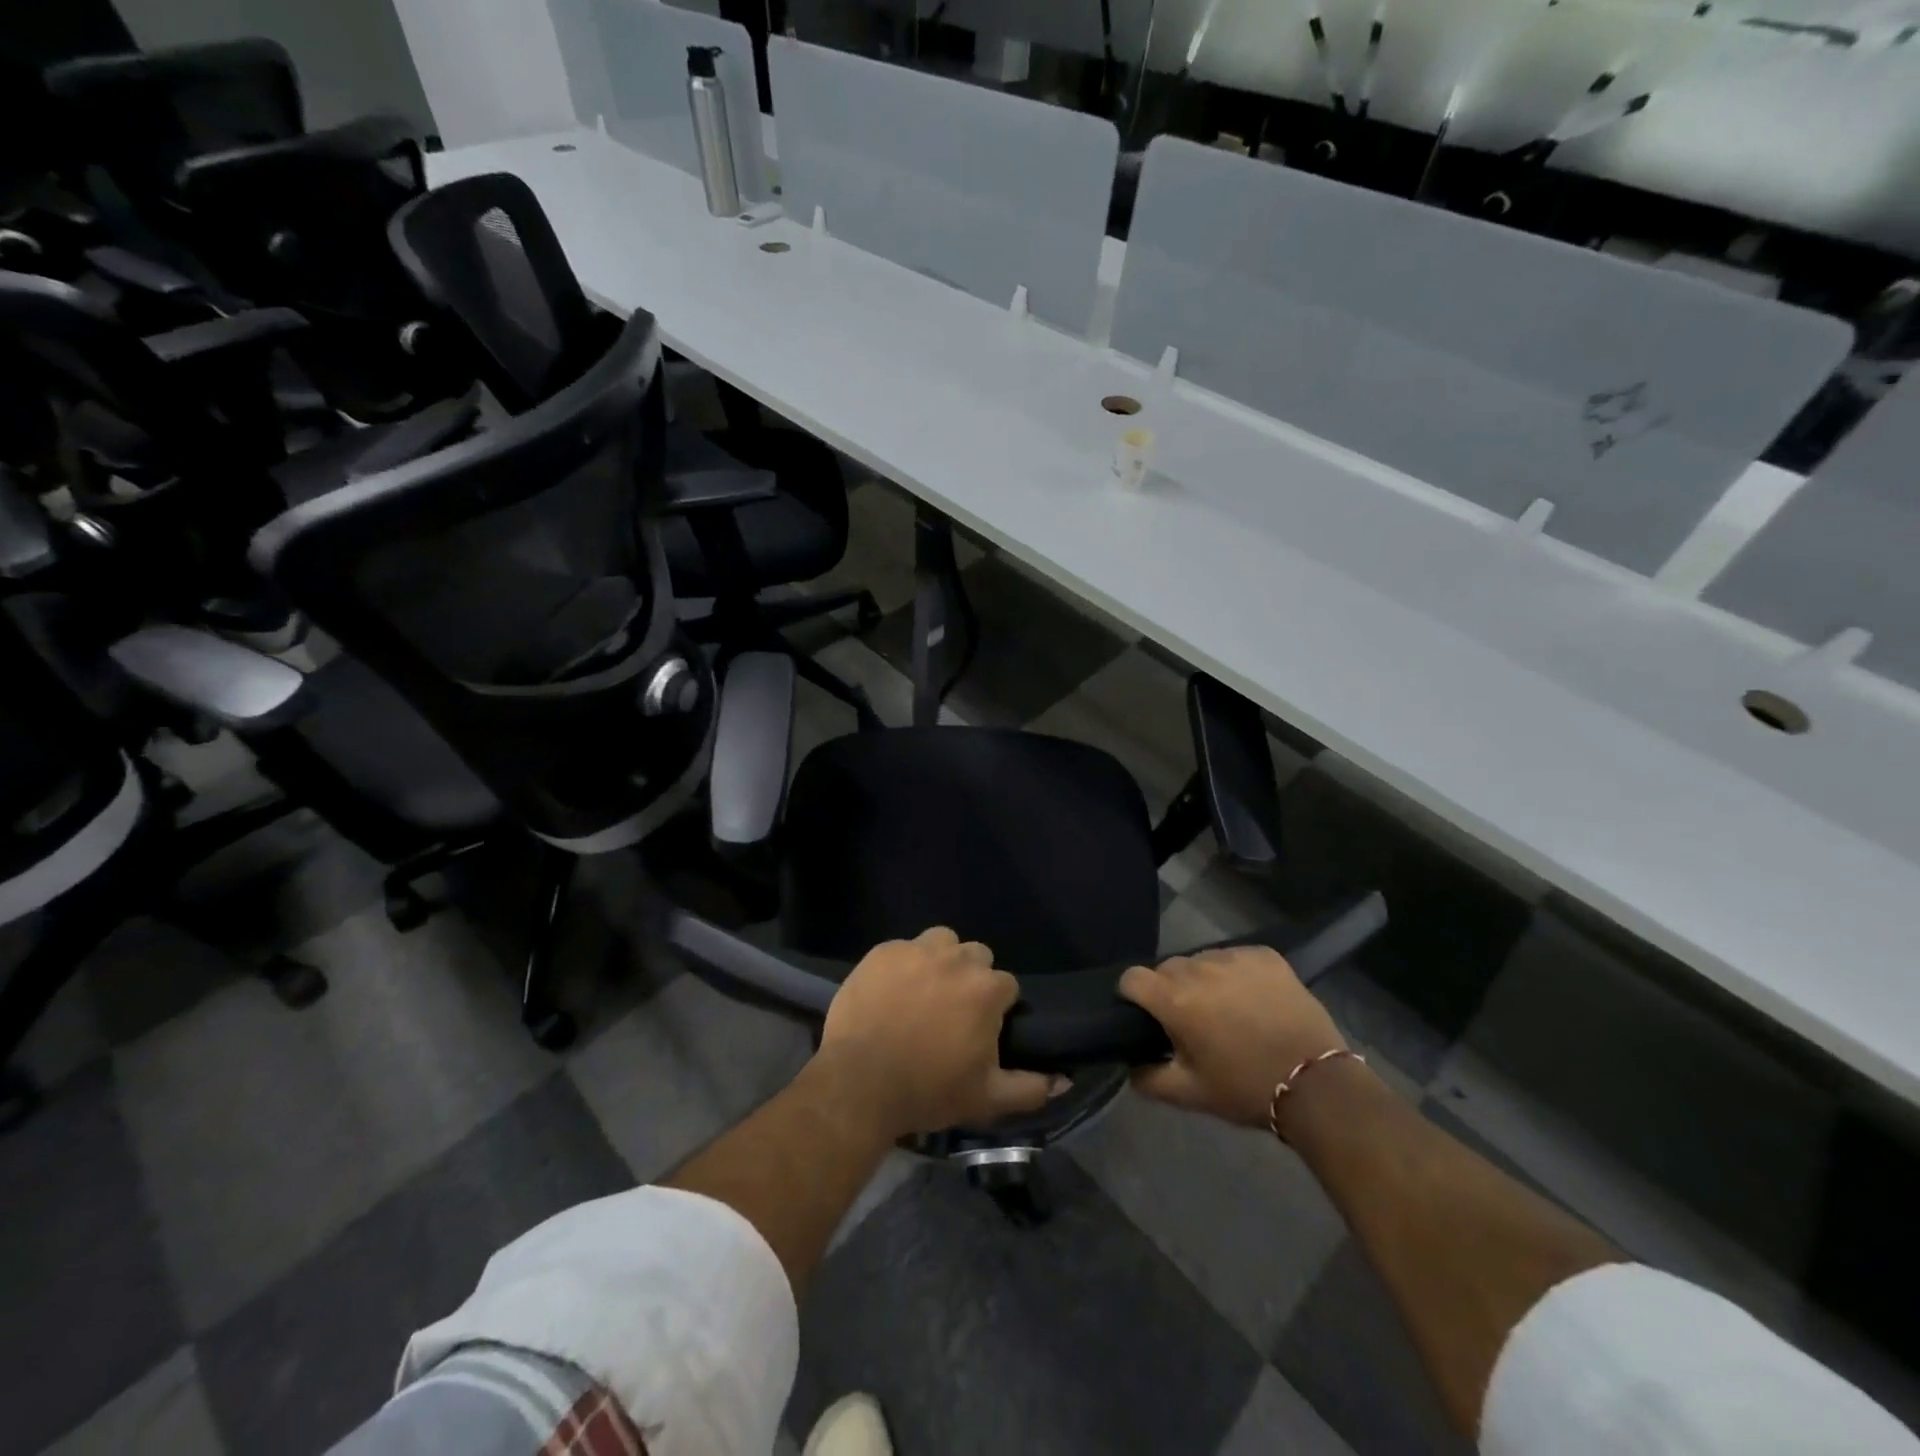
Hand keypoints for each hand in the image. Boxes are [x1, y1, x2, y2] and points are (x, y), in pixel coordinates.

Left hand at [816, 927, 1054, 1139]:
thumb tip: (1064, 1079)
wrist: (859, 1083)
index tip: (980, 1030)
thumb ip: (1030, 1088)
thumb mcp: (986, 1099)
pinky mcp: (883, 951)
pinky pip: (904, 947)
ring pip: (942, 941)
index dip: (996, 1008)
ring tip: (925, 991)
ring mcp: (916, 950)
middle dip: (971, 978)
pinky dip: (904, 964)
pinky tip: (892, 990)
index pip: (1006, 985)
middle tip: (952, 1011)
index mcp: (986, 990)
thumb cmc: (928, 1090)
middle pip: (976, 956)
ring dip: (941, 960)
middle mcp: (956, 959)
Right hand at [1118, 946, 1346, 1128]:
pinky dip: (1236, 974)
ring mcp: (1234, 957)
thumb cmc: (1246, 1088)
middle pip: (1167, 968)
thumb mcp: (1190, 1094)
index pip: (1132, 978)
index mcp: (1175, 999)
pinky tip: (1253, 999)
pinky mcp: (1264, 955)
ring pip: (1201, 961)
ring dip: (1204, 980)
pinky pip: (1235, 957)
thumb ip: (1148, 1078)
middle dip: (1171, 990)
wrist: (1317, 1085)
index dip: (1132, 996)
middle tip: (1192, 1021)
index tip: (1146, 1015)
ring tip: (1226, 1009)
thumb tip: (1130, 1064)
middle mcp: (1199, 968)